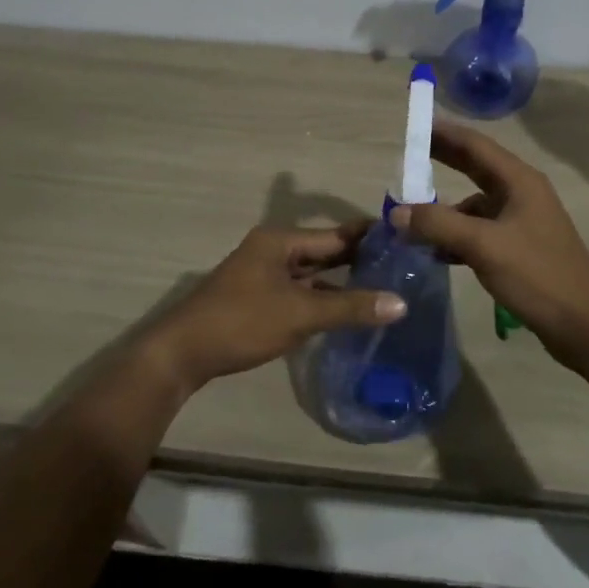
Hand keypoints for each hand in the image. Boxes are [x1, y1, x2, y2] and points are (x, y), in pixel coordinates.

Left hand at [145, 225, 408, 394]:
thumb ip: (350, 307)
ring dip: (341, 281)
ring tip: (384, 288)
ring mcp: (263, 274)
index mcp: (281, 241)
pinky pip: (299, 291)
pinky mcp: (258, 298)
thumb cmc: (242, 322)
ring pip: (312, 273)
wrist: (182, 353)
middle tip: (402, 267)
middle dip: (359, 260)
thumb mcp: (300, 314)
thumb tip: (401, 303)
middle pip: (324, 251)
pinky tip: (346, 310)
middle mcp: (273, 250)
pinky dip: (322, 298)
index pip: (336, 234)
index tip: (406, 240)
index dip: (369, 238)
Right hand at [391, 121, 588, 374]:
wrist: (585, 327)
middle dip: (441, 160)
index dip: (443, 132)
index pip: (475, 144)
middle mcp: (521, 194)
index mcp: (519, 181)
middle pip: (475, 167)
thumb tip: (395, 212)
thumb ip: (437, 224)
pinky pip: (478, 231)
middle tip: (404, 156)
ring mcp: (521, 222)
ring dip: (443, 208)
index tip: (412, 124)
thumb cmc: (538, 276)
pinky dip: (455, 235)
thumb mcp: (483, 246)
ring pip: (473, 204)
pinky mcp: (518, 248)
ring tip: (407, 215)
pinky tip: (433, 251)